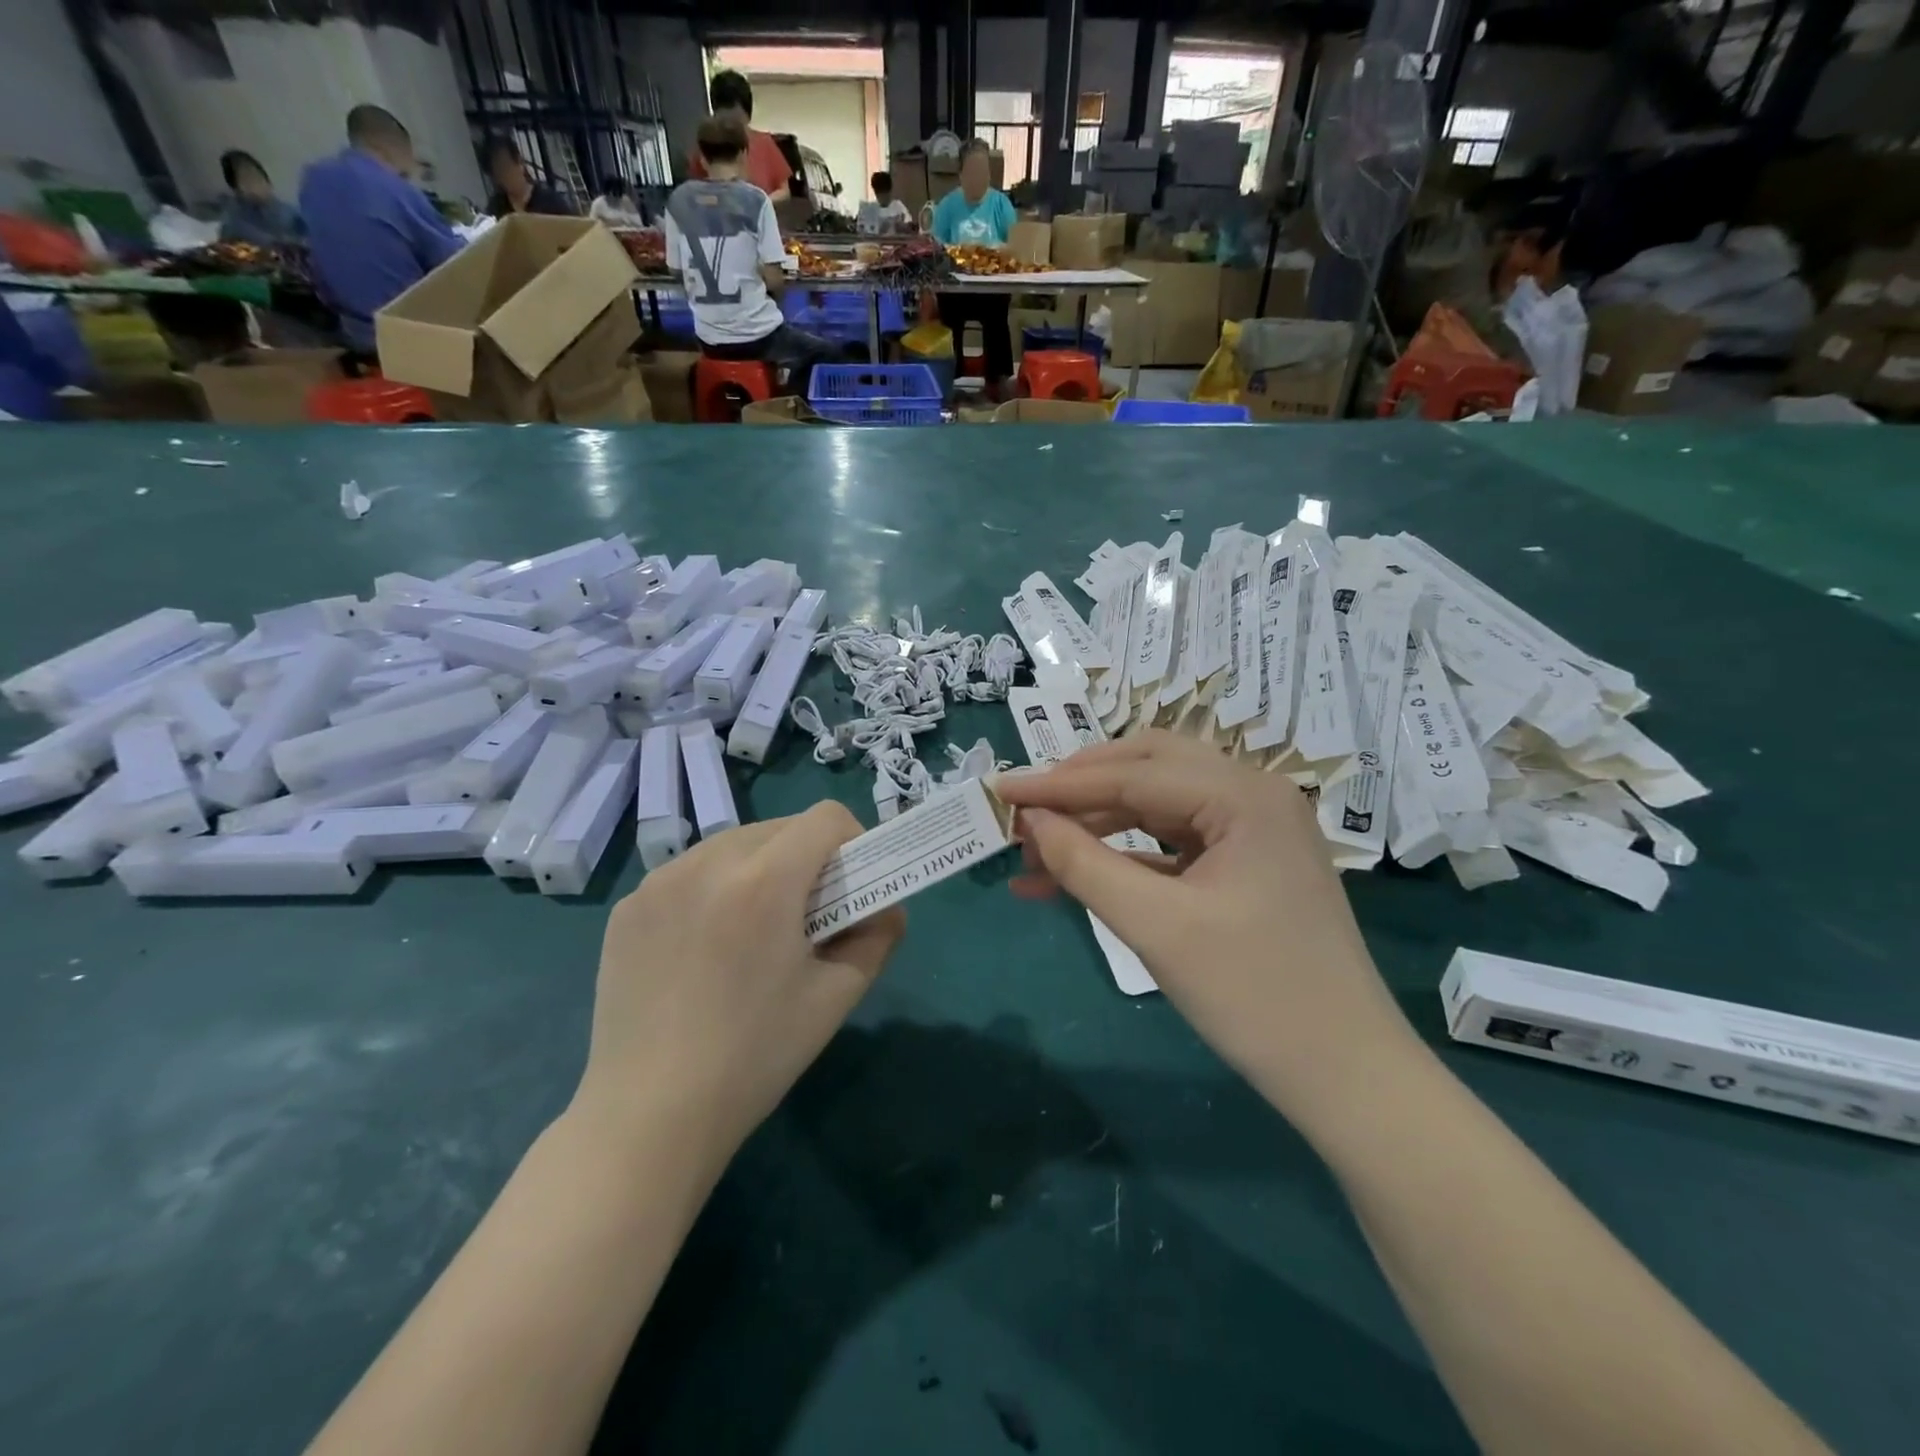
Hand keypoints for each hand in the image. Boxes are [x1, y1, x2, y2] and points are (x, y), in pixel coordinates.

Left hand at [573, 802, 904, 1161]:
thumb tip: (888, 908)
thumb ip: (877, 938)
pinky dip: (713, 889)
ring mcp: (659, 882)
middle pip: (779, 827)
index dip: (852, 841)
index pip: (825, 818)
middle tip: (807, 914)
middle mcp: (708, 864)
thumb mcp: (836, 997)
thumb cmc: (755, 1057)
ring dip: (759, 868)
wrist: (648, 1116)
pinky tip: (705, 948)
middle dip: (807, 856)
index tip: (851, 884)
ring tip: (754, 930)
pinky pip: (688, 873)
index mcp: (765, 882)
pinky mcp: (628, 907)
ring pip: (732, 844)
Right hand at [993, 733, 1416, 1109]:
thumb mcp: (1156, 926)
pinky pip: (1172, 841)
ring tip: (1036, 853)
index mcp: (1243, 795)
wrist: (1346, 1077)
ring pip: (1156, 804)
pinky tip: (1075, 876)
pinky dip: (1124, 854)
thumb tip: (1029, 821)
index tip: (999, 791)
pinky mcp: (1246, 863)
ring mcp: (1253, 828)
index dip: (1058, 784)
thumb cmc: (1254, 996)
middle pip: (1147, 769)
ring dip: (1096, 824)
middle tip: (1024, 813)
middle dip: (1080, 790)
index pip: (1132, 774)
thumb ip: (1084, 864)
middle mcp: (1252, 794)